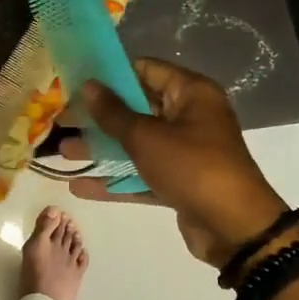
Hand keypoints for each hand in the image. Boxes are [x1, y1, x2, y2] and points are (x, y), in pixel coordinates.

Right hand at [71, 58, 293, 268]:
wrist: (236, 229)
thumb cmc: (192, 167)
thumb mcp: (147, 137)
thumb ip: (113, 113)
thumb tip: (89, 85)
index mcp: (191, 93)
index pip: (145, 70)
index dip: (111, 74)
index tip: (76, 81)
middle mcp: (190, 117)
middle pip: (137, 108)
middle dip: (99, 116)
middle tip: (62, 119)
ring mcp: (185, 152)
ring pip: (136, 144)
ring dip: (102, 148)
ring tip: (62, 152)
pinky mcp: (179, 182)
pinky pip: (142, 173)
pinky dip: (116, 178)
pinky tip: (80, 186)